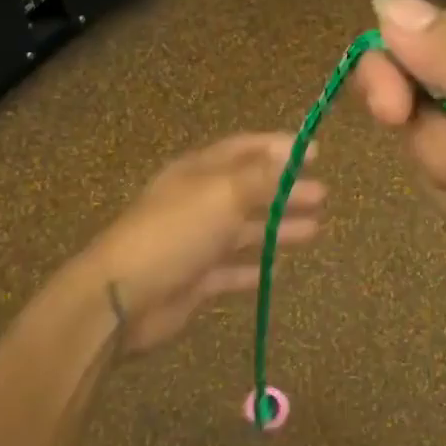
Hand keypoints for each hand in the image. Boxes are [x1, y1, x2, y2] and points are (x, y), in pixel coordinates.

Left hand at [70, 134, 323, 353]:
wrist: (122, 297)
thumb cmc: (175, 233)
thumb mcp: (223, 194)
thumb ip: (261, 176)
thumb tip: (294, 152)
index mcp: (199, 173)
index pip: (244, 149)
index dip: (278, 148)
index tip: (315, 153)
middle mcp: (197, 202)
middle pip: (249, 190)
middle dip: (286, 191)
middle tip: (323, 196)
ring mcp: (194, 242)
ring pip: (244, 230)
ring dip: (277, 228)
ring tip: (314, 230)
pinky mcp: (194, 279)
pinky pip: (229, 270)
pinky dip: (251, 268)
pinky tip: (274, 270)